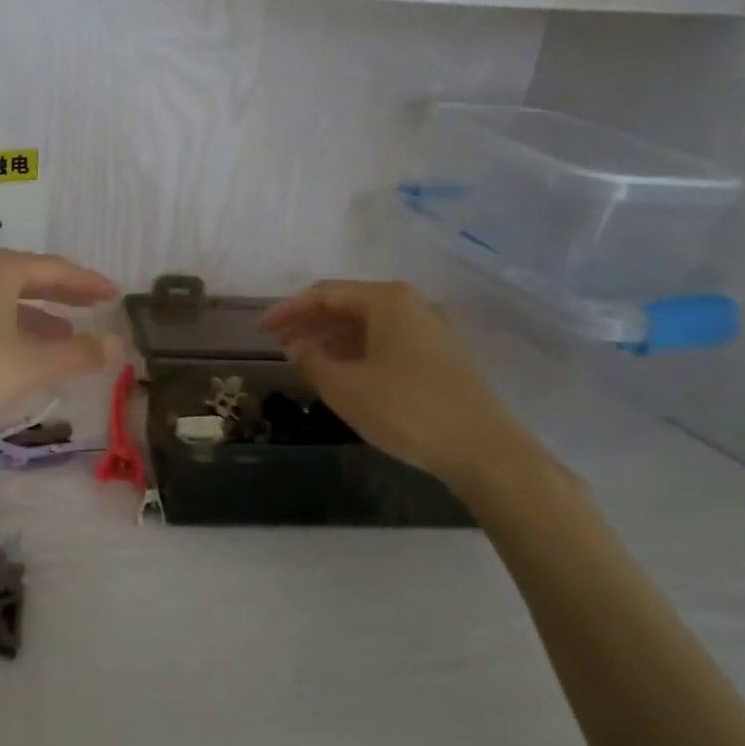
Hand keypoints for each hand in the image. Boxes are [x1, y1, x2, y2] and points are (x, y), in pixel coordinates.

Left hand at [0, 247, 121, 436]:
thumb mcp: (33, 365)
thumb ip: (79, 353)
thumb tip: (118, 345)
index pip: (55, 269)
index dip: (88, 283)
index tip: (114, 293)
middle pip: (27, 278)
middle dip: (62, 295)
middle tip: (93, 307)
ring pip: (2, 299)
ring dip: (36, 316)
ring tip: (63, 337)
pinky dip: (9, 327)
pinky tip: (18, 352)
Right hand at [260, 279, 541, 495]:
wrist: (483, 451)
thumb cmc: (406, 409)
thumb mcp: (344, 386)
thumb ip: (311, 361)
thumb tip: (296, 348)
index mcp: (387, 300)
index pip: (325, 294)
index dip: (288, 310)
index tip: (260, 330)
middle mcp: (411, 305)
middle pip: (348, 306)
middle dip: (310, 324)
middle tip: (279, 344)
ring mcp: (429, 331)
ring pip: (367, 326)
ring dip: (332, 340)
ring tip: (304, 361)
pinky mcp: (440, 358)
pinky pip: (386, 343)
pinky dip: (357, 353)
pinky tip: (341, 374)